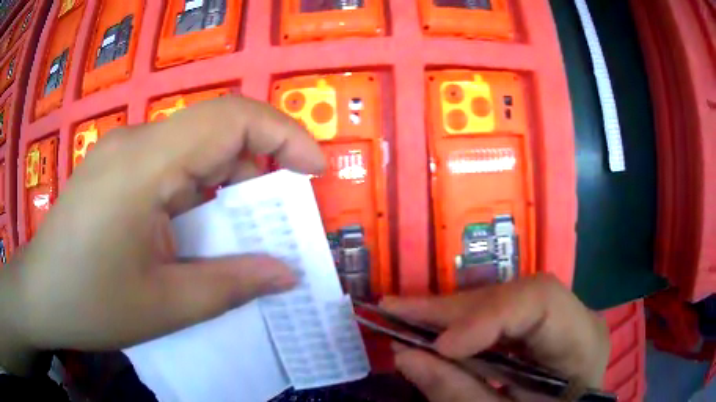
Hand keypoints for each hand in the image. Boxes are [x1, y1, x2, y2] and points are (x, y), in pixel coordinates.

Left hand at [0, 96, 324, 374]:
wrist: (40, 296)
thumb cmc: (91, 303)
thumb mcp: (166, 305)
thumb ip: (231, 284)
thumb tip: (286, 273)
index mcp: (145, 165)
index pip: (230, 118)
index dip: (283, 134)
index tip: (315, 170)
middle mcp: (136, 142)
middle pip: (215, 128)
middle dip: (259, 164)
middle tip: (278, 214)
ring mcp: (122, 151)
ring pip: (193, 146)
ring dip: (225, 181)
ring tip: (237, 230)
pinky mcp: (115, 168)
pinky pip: (170, 162)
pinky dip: (197, 188)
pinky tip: (192, 227)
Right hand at [382, 274, 609, 400]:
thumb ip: (460, 394)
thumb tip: (405, 355)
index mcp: (582, 342)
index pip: (541, 300)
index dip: (488, 315)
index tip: (440, 345)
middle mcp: (574, 318)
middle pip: (513, 296)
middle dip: (452, 309)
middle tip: (395, 312)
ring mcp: (558, 321)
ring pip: (501, 302)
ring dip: (450, 314)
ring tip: (404, 317)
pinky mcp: (539, 332)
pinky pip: (497, 320)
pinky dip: (462, 326)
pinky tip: (432, 329)